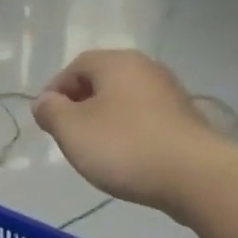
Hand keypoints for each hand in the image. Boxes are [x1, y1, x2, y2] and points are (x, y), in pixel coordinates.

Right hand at [32, 50, 226, 213]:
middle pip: (103, 81)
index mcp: (116, 62)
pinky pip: (146, 120)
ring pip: (125, 101)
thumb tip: (45, 101)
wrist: (193, 174)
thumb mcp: (72, 130)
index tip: (46, 120)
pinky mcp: (185, 120)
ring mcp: (170, 93)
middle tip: (68, 136)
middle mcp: (146, 68)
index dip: (56, 90)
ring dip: (106, 120)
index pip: (76, 66)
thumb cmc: (124, 147)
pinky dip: (129, 133)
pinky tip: (127, 158)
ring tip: (96, 150)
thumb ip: (51, 112)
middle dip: (81, 105)